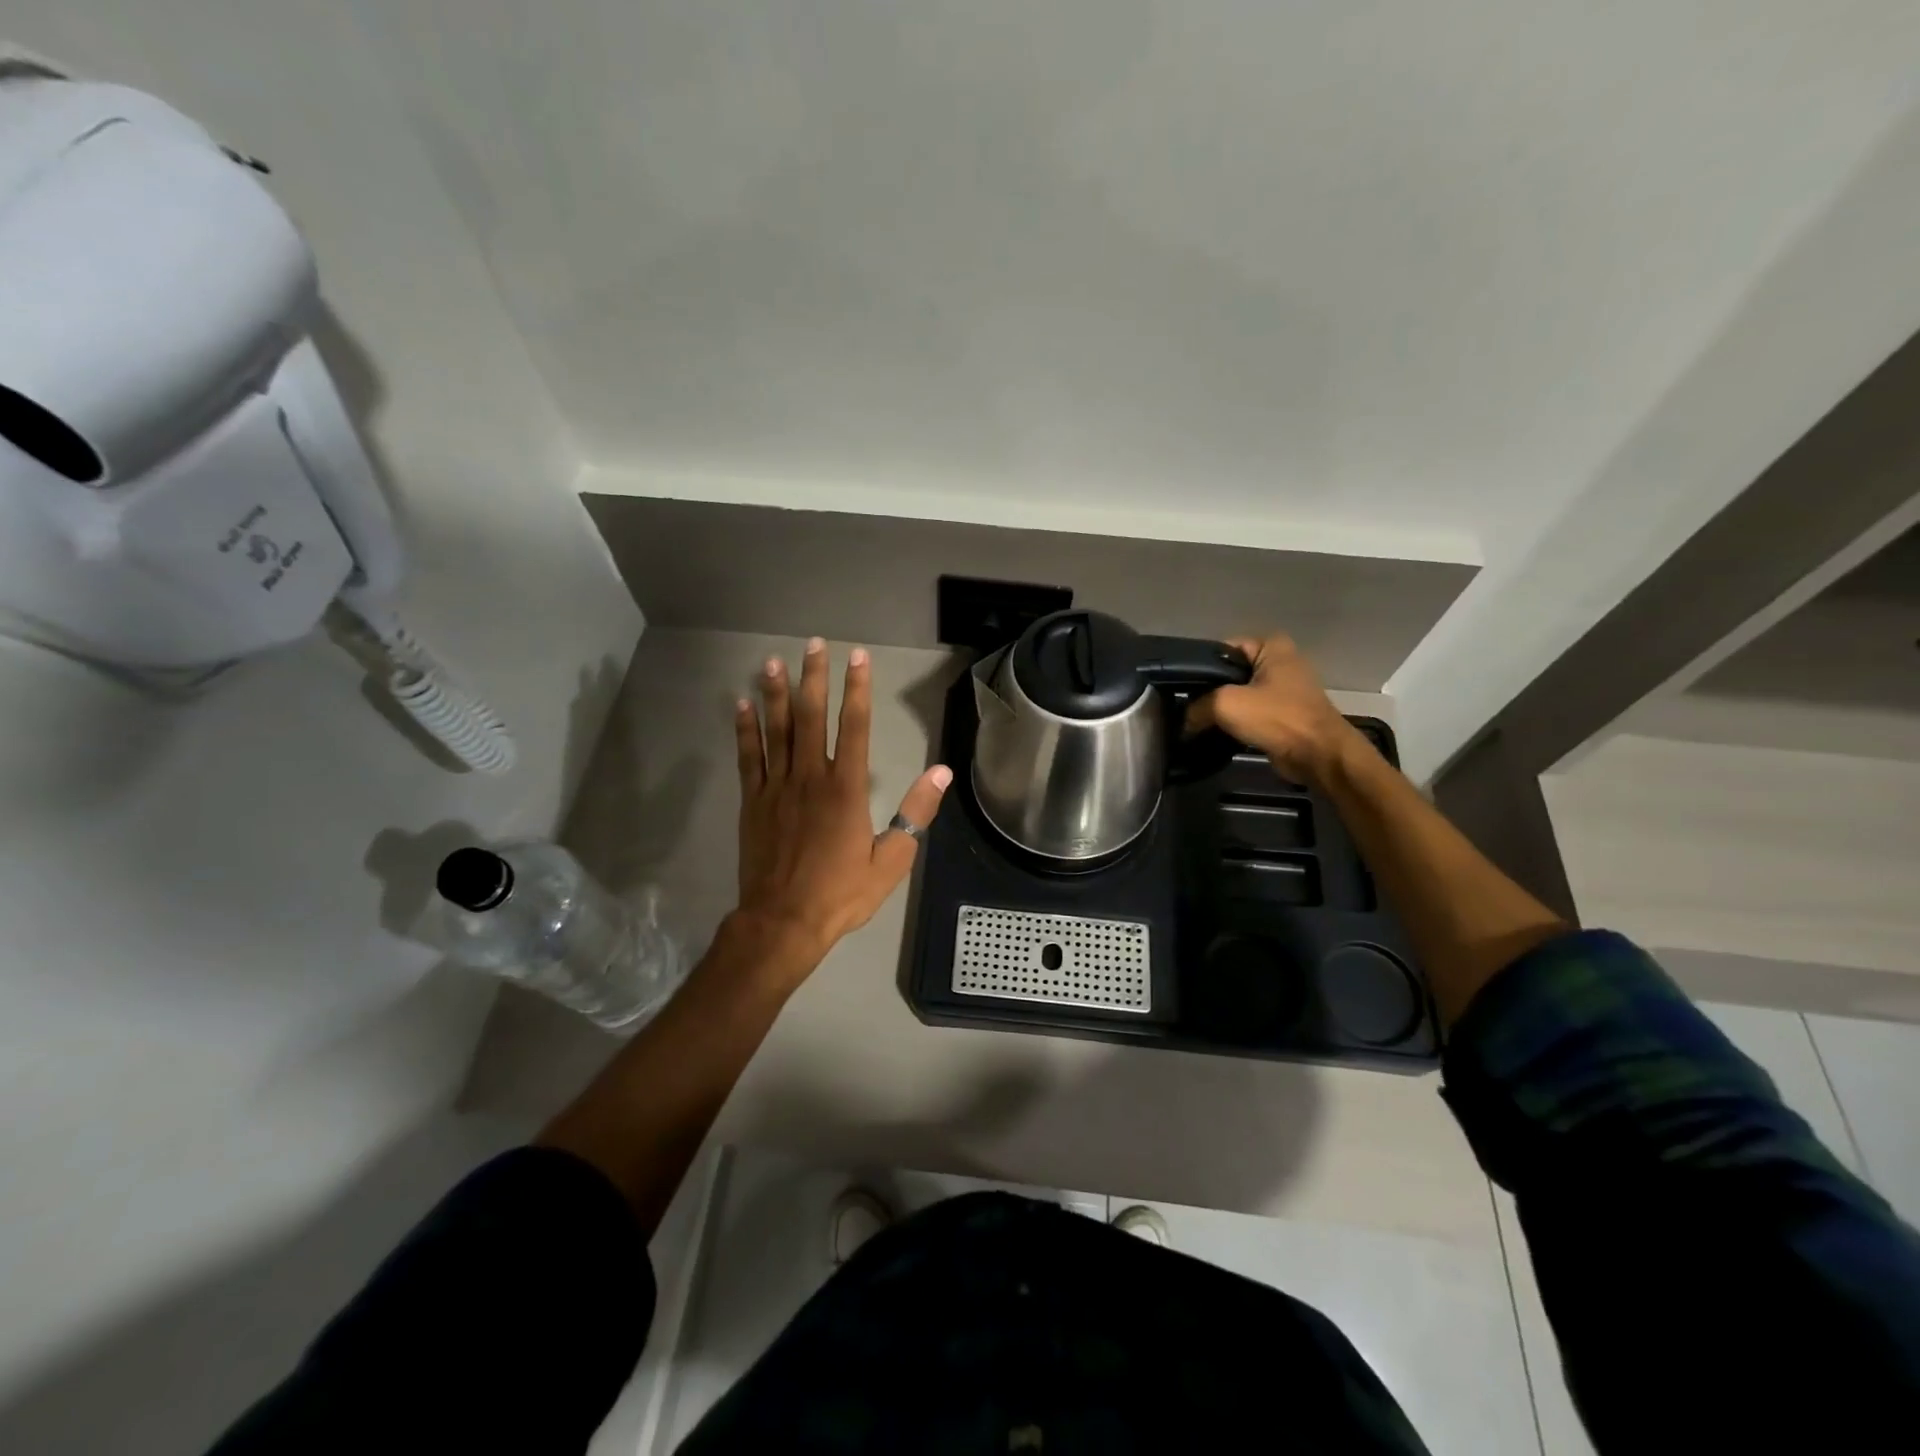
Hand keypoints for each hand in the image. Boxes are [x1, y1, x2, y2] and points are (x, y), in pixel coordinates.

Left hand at [733, 638, 951, 975]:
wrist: (783, 922)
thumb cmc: (841, 893)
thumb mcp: (891, 860)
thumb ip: (916, 812)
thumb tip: (941, 772)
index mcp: (846, 789)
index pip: (854, 727)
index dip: (857, 689)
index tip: (858, 658)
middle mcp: (810, 777)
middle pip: (811, 717)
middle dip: (814, 678)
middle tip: (815, 644)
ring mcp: (777, 787)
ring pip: (776, 730)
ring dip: (775, 693)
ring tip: (774, 661)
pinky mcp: (753, 802)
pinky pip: (748, 757)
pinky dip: (745, 729)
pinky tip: (743, 704)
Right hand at [1185, 633, 1357, 785]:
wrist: (1318, 755)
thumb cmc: (1277, 718)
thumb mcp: (1226, 704)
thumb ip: (1197, 706)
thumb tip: (1184, 721)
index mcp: (1271, 645)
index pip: (1221, 649)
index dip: (1199, 668)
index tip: (1180, 688)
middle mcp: (1279, 661)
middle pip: (1228, 673)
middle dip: (1208, 691)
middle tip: (1185, 708)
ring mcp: (1283, 688)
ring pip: (1237, 694)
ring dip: (1220, 710)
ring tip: (1195, 722)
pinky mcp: (1282, 713)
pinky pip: (1249, 712)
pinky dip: (1234, 722)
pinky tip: (1215, 733)